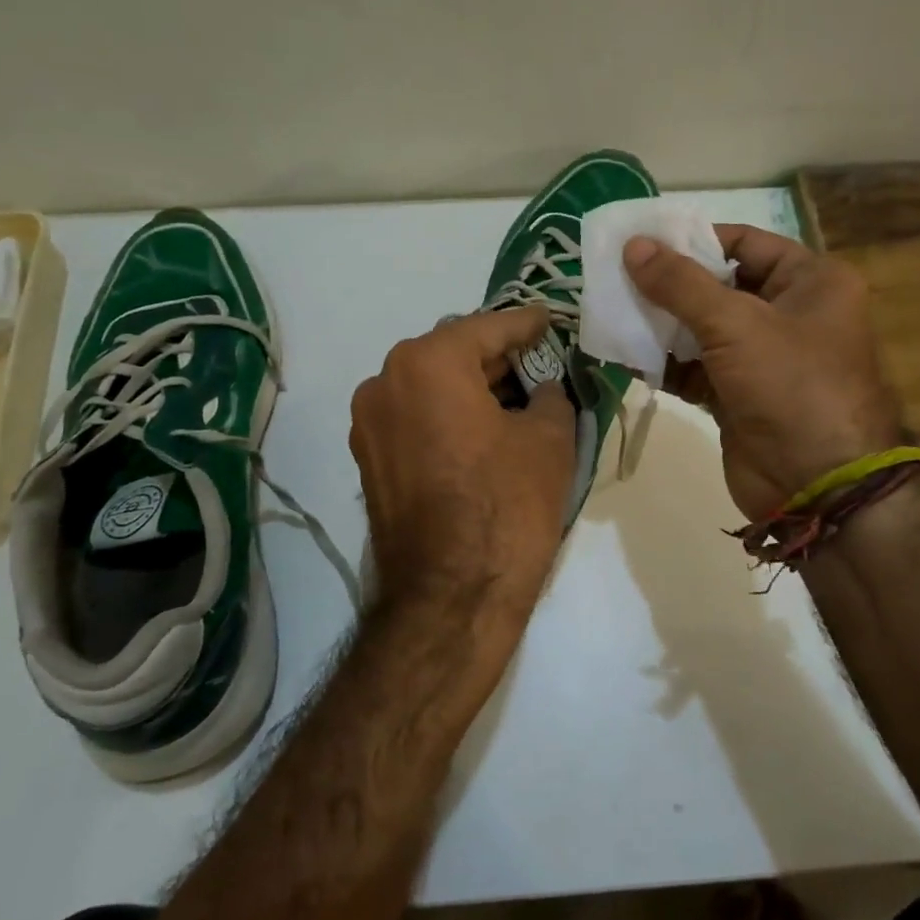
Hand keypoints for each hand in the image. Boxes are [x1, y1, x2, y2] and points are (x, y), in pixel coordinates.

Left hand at [350, 307, 574, 639]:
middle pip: (452, 354)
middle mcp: (385, 381)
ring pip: (430, 387)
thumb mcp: (549, 440)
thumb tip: (542, 389)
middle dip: (497, 357)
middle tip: (540, 362)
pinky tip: (483, 431)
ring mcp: (369, 424)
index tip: (550, 320)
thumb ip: (550, 396)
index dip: (526, 324)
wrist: (450, 599)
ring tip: (515, 399)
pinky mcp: (369, 461)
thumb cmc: (506, 507)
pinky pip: (415, 419)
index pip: (487, 328)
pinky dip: (448, 415)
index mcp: (427, 363)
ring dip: (471, 388)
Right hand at [625, 225, 902, 520]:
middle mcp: (789, 314)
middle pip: (718, 286)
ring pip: (702, 329)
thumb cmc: (790, 385)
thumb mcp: (736, 324)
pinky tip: (624, 355)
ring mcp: (762, 358)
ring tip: (610, 311)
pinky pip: (694, 369)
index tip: (641, 242)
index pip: (744, 243)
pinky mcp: (737, 396)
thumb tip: (632, 245)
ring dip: (660, 325)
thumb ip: (680, 284)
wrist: (816, 485)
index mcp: (811, 282)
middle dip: (668, 285)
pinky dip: (664, 364)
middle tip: (614, 276)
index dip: (693, 240)